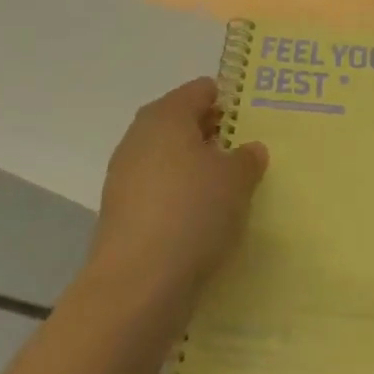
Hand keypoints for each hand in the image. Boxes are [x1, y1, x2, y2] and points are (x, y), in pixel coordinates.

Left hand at [87, 78, 267, 315]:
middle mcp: (139, 138)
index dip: (227, 100)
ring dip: (194, 167)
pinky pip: (158, 191)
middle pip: (179, 123)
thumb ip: (246, 159)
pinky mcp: (121, 212)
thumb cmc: (193, 213)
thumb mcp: (236, 180)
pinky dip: (179, 196)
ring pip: (168, 158)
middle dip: (211, 134)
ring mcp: (125, 176)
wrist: (138, 283)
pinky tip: (203, 217)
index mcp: (166, 116)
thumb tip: (249, 149)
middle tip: (245, 152)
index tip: (252, 119)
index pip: (199, 90)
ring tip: (229, 188)